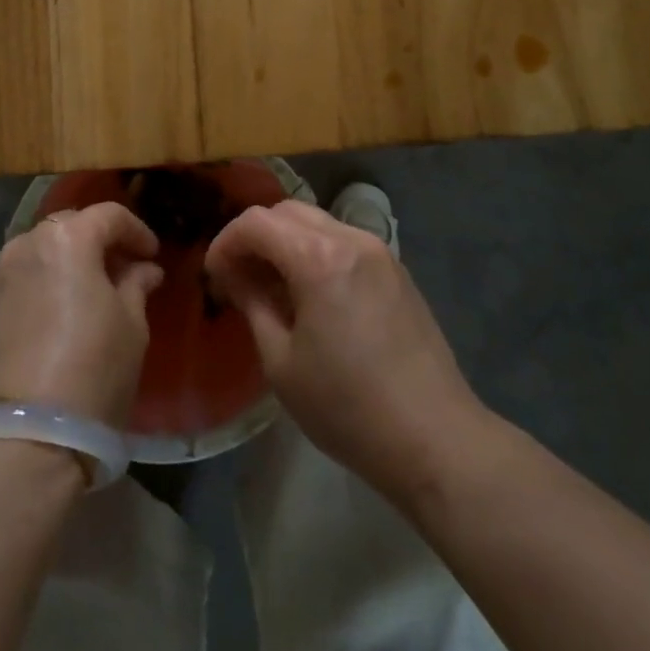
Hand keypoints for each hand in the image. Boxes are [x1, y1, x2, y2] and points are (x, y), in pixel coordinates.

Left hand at [0, 202, 163, 426]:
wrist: (22, 441)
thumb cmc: (93, 372)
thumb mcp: (132, 327)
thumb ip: (136, 285)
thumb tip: (142, 269)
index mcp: (68, 239)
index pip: (109, 216)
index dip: (136, 231)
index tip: (150, 255)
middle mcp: (24, 245)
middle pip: (67, 228)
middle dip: (94, 243)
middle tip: (117, 271)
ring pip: (34, 256)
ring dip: (59, 266)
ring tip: (78, 298)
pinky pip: (11, 288)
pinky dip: (32, 293)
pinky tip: (44, 325)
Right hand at [205, 200, 483, 499]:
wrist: (436, 439)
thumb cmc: (348, 408)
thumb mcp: (282, 362)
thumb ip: (253, 304)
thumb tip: (233, 274)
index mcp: (319, 257)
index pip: (257, 222)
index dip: (226, 242)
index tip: (214, 275)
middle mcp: (350, 238)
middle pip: (288, 211)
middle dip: (256, 236)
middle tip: (239, 277)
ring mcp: (379, 251)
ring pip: (318, 222)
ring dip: (287, 242)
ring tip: (273, 287)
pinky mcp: (397, 269)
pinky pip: (344, 242)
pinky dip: (316, 252)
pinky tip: (312, 295)